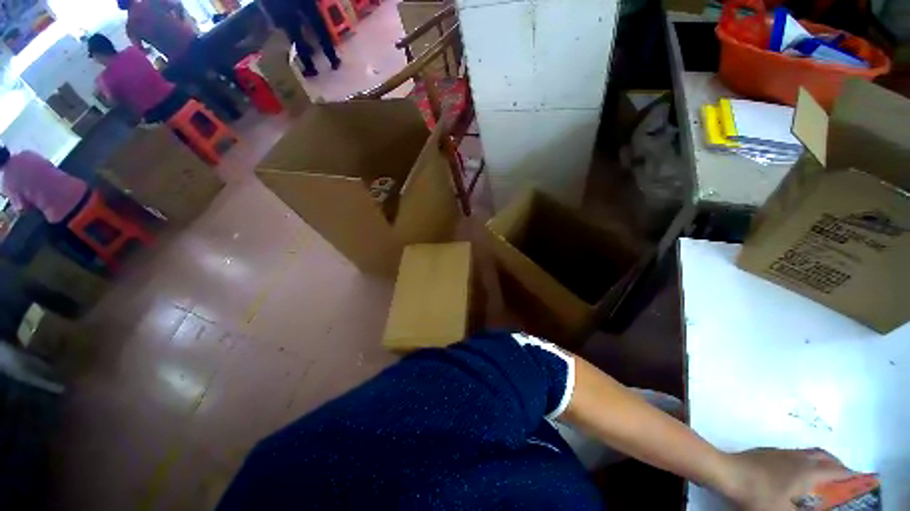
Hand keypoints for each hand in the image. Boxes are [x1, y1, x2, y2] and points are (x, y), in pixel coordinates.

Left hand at [722, 448, 853, 509]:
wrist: (725, 471)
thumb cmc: (757, 494)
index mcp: (806, 471)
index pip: (834, 470)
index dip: (849, 474)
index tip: (860, 478)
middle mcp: (796, 457)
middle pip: (822, 456)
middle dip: (836, 463)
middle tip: (843, 473)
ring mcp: (779, 452)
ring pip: (806, 453)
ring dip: (819, 460)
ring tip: (823, 470)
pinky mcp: (765, 452)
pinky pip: (791, 453)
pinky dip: (802, 459)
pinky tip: (795, 468)